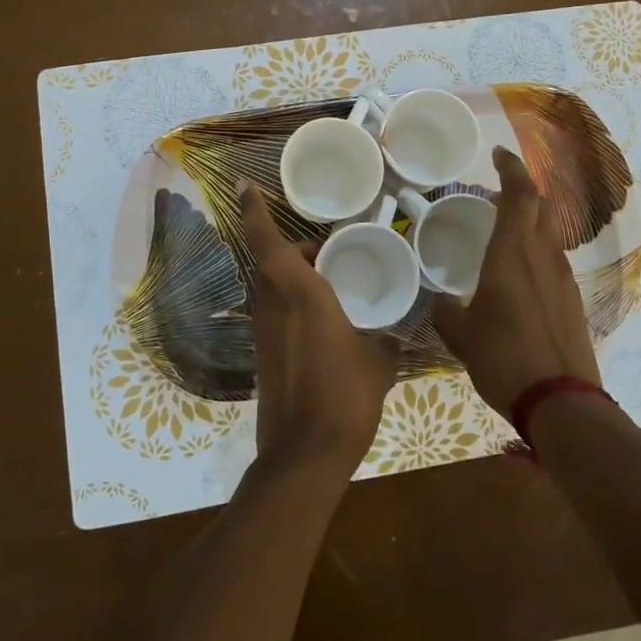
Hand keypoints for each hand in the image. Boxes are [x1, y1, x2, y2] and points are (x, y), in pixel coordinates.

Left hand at [239, 182, 398, 478]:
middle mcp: (271, 305)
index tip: (244, 186)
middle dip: (296, 250)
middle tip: (331, 252)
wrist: (304, 454)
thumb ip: (385, 340)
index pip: (266, 241)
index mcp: (298, 293)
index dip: (253, 210)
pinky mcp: (263, 354)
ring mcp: (262, 331)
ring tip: (334, 285)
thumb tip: (396, 337)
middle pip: (272, 262)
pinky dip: (295, 304)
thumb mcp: (378, 361)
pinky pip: (276, 313)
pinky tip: (326, 324)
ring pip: (273, 287)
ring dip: (295, 278)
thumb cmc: (345, 394)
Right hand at [433, 146, 600, 416]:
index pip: (520, 195)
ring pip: (549, 234)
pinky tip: (518, 274)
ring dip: (530, 221)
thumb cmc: (504, 358)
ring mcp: (563, 279)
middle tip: (498, 190)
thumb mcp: (461, 335)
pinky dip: (536, 251)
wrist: (561, 400)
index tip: (500, 154)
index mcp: (513, 254)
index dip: (511, 169)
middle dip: (522, 189)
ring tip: (504, 230)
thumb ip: (447, 310)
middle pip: (541, 207)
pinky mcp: (572, 301)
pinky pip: (553, 261)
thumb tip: (443, 302)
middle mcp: (543, 257)